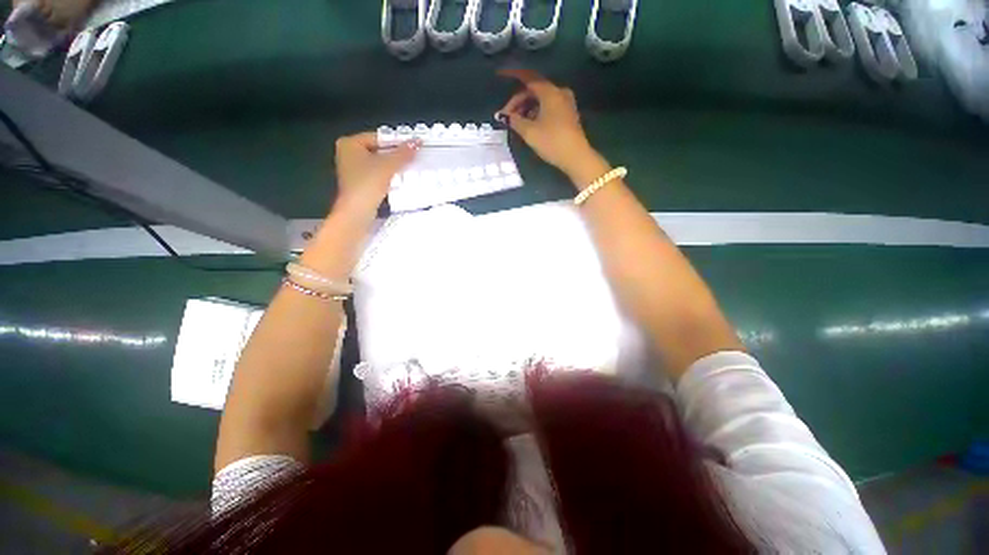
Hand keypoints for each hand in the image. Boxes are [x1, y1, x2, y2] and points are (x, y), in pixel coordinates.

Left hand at [332, 132, 419, 218]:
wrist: (358, 211)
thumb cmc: (368, 183)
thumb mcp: (389, 165)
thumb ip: (403, 153)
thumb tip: (416, 142)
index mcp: (350, 143)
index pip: (378, 137)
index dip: (396, 142)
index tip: (412, 147)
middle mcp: (348, 154)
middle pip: (378, 150)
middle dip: (396, 155)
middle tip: (413, 158)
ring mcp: (353, 170)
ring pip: (379, 163)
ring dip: (394, 167)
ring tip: (409, 169)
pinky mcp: (360, 184)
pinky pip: (377, 175)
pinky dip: (388, 176)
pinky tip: (400, 180)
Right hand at [497, 70, 600, 182]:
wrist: (576, 157)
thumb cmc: (552, 141)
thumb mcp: (529, 132)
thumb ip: (514, 120)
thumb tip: (503, 115)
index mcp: (550, 92)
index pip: (528, 78)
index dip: (513, 75)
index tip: (500, 75)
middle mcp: (559, 92)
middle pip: (534, 90)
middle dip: (518, 101)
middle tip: (506, 116)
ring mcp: (565, 103)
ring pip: (541, 99)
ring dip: (526, 108)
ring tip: (516, 123)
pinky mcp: (567, 114)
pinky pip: (548, 107)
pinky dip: (536, 112)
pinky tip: (529, 124)